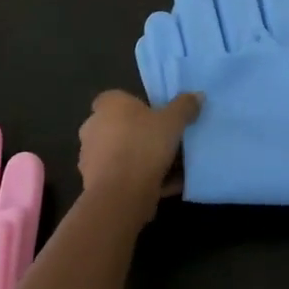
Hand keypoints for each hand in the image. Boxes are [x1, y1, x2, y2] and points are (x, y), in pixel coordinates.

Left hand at [77, 89, 202, 229]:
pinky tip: (166, 187)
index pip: (116, 99)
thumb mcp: (172, 122)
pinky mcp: (95, 182)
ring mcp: (90, 156)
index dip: (135, 106)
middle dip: (138, 134)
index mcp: (107, 105)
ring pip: (120, 153)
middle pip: (118, 126)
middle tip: (165, 142)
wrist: (120, 194)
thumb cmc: (143, 145)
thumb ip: (184, 107)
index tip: (155, 117)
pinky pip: (122, 176)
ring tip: (169, 168)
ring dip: (139, 159)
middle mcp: (93, 127)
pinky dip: (139, 179)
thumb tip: (197, 95)